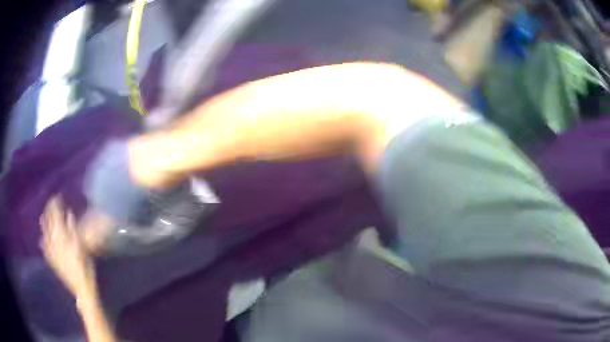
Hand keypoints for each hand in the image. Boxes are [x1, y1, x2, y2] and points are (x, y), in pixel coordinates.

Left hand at [40, 196, 96, 296]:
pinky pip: (46, 250)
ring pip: (46, 235)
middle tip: (49, 204)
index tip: (56, 197)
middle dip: (49, 214)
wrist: (82, 289)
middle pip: (50, 225)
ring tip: (41, 218)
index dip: (55, 206)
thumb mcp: (82, 247)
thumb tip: (69, 214)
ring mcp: (53, 253)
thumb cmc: (85, 268)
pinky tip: (41, 241)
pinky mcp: (53, 262)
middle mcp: (54, 243)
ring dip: (44, 227)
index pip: (57, 217)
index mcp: (62, 238)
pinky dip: (43, 244)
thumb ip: (74, 230)